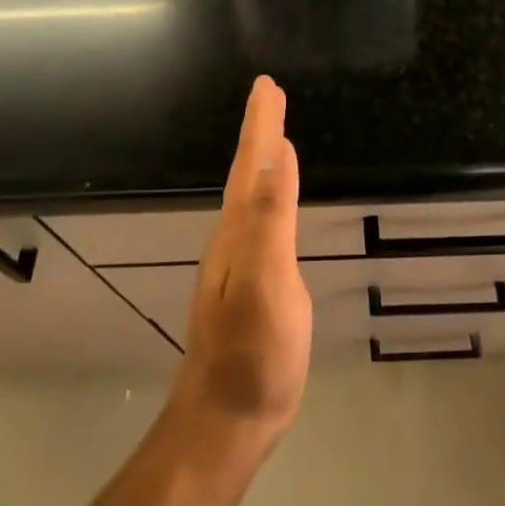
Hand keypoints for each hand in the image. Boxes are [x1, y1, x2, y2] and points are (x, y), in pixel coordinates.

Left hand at [175, 76, 311, 447]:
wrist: (226, 420)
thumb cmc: (254, 353)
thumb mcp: (268, 282)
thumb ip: (270, 218)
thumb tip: (279, 153)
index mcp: (238, 231)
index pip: (251, 164)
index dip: (260, 123)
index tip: (267, 85)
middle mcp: (232, 239)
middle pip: (247, 173)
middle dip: (258, 132)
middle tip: (270, 96)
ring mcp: (237, 265)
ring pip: (248, 196)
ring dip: (259, 160)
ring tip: (272, 137)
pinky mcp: (249, 286)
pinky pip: (257, 221)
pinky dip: (266, 195)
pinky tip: (270, 204)